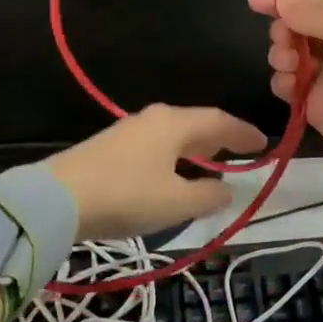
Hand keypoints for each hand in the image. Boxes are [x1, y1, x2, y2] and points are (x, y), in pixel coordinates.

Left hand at [47, 104, 265, 241]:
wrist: (58, 198)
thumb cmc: (126, 195)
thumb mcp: (175, 202)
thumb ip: (206, 195)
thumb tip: (226, 190)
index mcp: (175, 124)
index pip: (218, 121)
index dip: (242, 133)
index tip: (263, 143)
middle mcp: (154, 118)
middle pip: (195, 123)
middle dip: (219, 137)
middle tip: (240, 151)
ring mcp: (129, 130)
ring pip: (174, 133)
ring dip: (195, 147)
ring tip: (210, 162)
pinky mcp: (111, 146)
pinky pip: (156, 144)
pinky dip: (174, 154)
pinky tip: (172, 172)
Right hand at [248, 0, 322, 180]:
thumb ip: (314, 11)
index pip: (308, 2)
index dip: (281, 0)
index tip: (254, 1)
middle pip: (292, 27)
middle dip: (282, 29)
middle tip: (287, 41)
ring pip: (284, 54)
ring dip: (280, 54)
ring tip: (292, 65)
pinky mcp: (313, 104)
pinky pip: (284, 85)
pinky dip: (282, 82)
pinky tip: (291, 86)